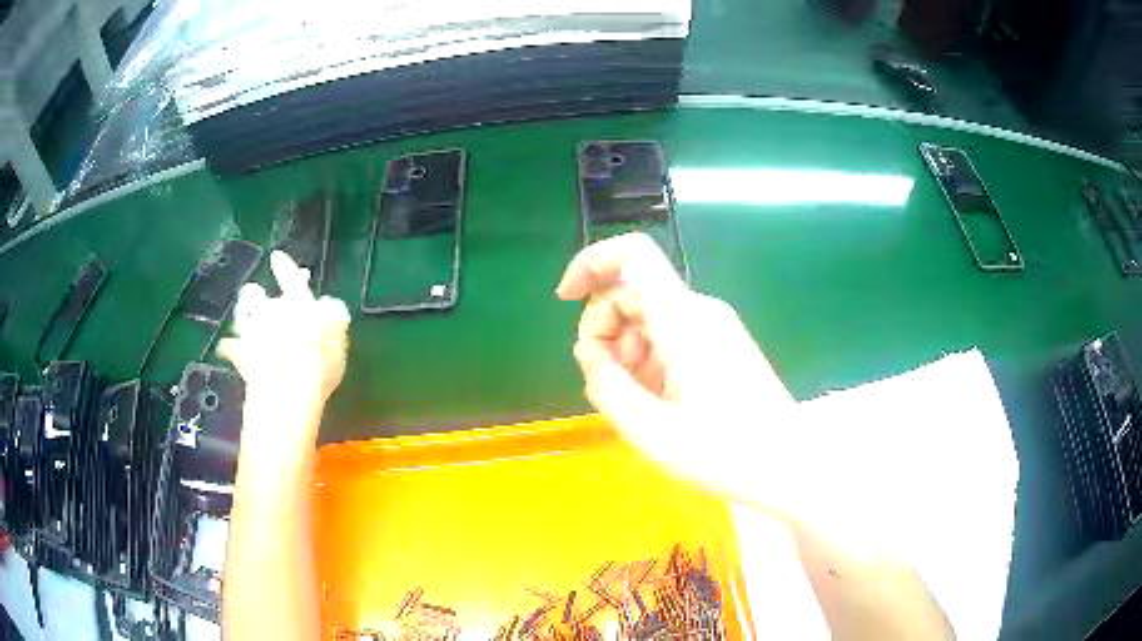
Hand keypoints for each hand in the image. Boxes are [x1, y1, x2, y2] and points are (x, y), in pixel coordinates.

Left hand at [219, 251, 349, 404]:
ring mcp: (251, 332)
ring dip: (242, 318)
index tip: (276, 256)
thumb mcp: (337, 337)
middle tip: (255, 294)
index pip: (290, 278)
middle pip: (255, 294)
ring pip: (241, 317)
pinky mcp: (239, 355)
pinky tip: (227, 348)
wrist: (287, 389)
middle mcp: (270, 310)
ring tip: (242, 322)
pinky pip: (229, 347)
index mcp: (297, 302)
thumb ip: (332, 318)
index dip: (284, 266)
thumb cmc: (319, 361)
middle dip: (255, 294)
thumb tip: (327, 307)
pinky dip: (229, 347)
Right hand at [556, 233, 797, 504]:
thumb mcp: (650, 430)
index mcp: (684, 320)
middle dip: (604, 330)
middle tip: (606, 384)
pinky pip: (669, 338)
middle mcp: (700, 312)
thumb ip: (606, 385)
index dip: (591, 263)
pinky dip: (648, 362)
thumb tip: (590, 351)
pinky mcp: (720, 346)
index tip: (564, 299)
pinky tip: (655, 403)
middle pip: (633, 292)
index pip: (633, 256)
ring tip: (634, 404)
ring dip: (625, 352)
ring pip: (649, 318)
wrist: (789, 467)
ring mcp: (713, 328)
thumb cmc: (724, 453)